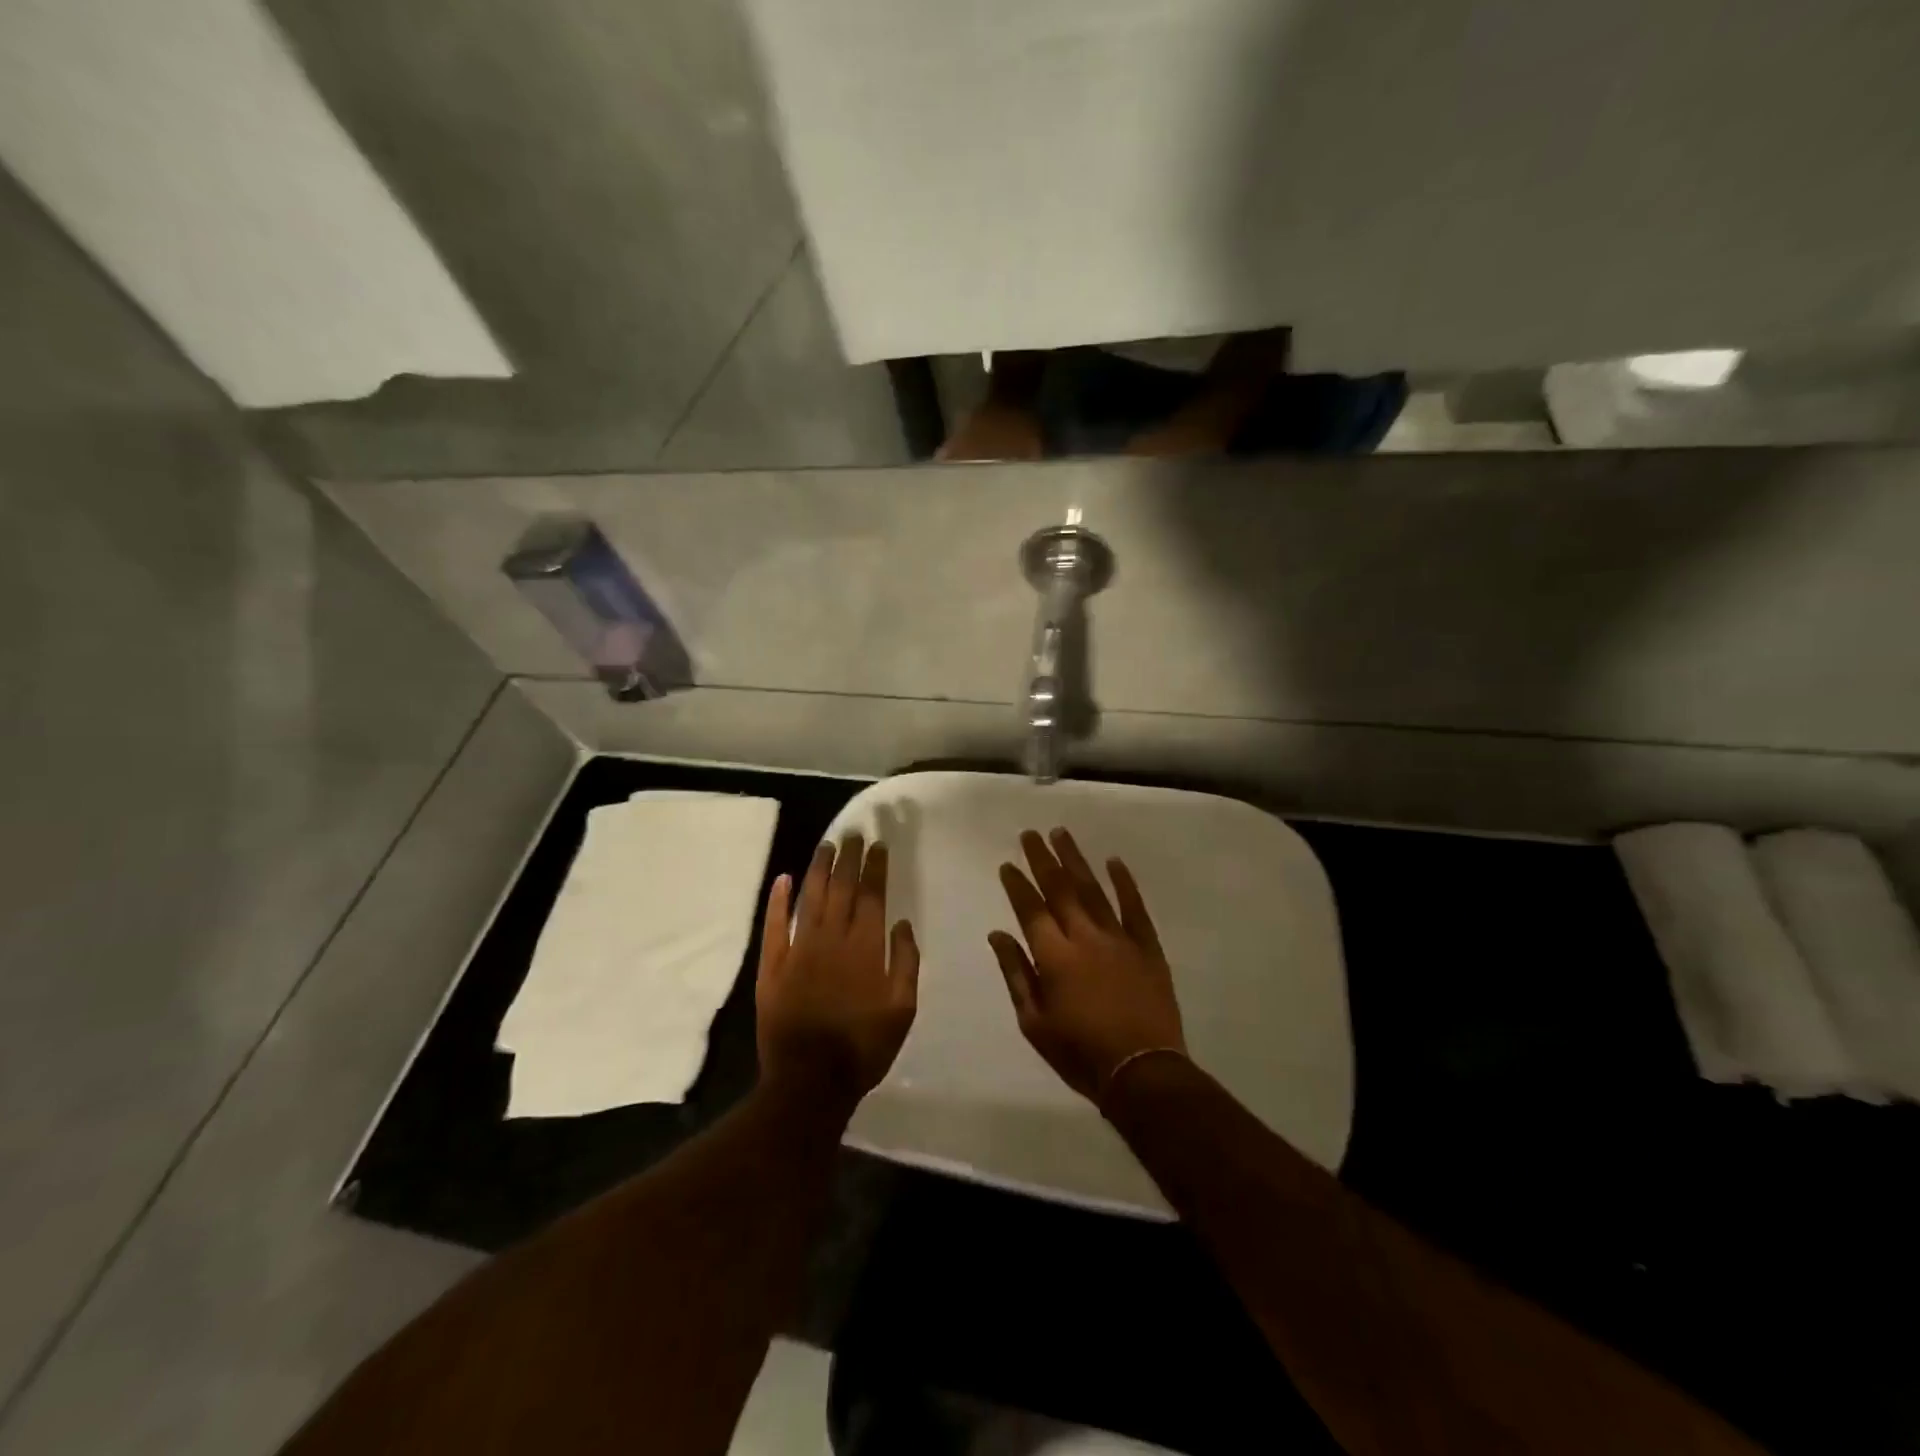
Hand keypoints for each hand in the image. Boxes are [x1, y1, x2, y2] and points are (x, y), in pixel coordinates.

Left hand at [756, 834, 918, 1108]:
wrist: (809, 1080)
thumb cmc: (863, 1047)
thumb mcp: (902, 1010)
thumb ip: (905, 963)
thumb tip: (900, 923)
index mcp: (866, 948)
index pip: (872, 896)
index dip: (876, 868)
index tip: (878, 845)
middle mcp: (833, 939)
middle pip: (842, 888)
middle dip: (849, 858)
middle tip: (854, 833)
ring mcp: (799, 949)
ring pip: (810, 898)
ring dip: (819, 869)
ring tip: (827, 844)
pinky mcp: (773, 966)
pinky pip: (775, 925)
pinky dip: (779, 900)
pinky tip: (783, 878)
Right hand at [989, 828, 1186, 1104]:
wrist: (1142, 1072)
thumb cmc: (1080, 1053)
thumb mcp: (1034, 1022)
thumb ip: (1016, 973)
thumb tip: (997, 934)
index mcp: (1054, 956)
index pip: (1031, 909)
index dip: (1017, 885)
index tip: (1007, 864)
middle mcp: (1085, 937)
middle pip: (1060, 889)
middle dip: (1042, 859)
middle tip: (1030, 834)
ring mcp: (1119, 939)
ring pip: (1093, 890)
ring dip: (1076, 860)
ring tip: (1061, 834)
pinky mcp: (1147, 947)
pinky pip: (1134, 907)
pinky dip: (1124, 883)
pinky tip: (1114, 861)